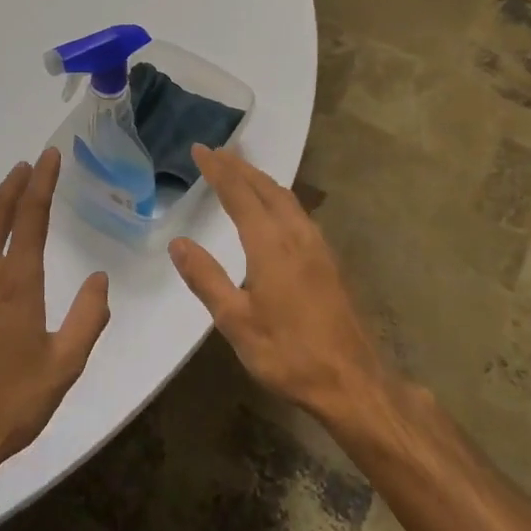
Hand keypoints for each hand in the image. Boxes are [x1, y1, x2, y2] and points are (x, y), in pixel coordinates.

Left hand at [0, 148, 110, 482]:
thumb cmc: (9, 403)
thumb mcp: (65, 365)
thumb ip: (88, 317)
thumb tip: (98, 279)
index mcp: (16, 282)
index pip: (31, 215)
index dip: (42, 182)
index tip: (49, 157)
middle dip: (12, 185)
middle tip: (26, 167)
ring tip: (8, 209)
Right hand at [169, 145, 386, 421]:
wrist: (351, 381)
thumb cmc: (288, 353)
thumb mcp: (236, 322)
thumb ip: (206, 279)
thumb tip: (179, 243)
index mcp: (271, 245)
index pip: (239, 194)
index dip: (218, 170)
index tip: (200, 149)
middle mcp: (297, 236)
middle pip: (267, 188)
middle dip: (240, 167)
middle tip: (217, 152)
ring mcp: (318, 247)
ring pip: (287, 199)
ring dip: (261, 180)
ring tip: (242, 172)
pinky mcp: (329, 262)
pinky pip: (299, 213)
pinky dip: (279, 198)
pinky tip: (275, 211)